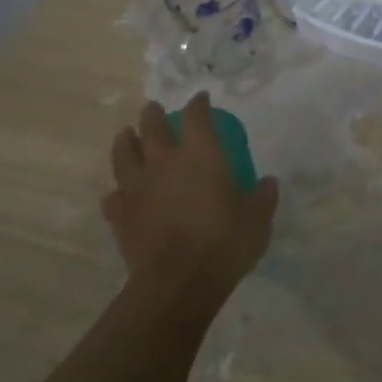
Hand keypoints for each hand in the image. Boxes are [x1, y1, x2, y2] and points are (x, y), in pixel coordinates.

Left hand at [104, 93, 278, 307]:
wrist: (178, 282)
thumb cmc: (225, 241)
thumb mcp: (258, 218)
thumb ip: (263, 196)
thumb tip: (268, 183)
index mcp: (202, 155)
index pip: (197, 117)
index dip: (199, 104)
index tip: (201, 98)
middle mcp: (165, 162)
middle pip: (152, 127)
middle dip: (153, 114)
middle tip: (153, 108)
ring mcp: (138, 188)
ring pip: (123, 155)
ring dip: (125, 141)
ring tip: (125, 134)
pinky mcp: (120, 216)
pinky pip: (114, 196)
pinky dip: (117, 191)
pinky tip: (120, 193)